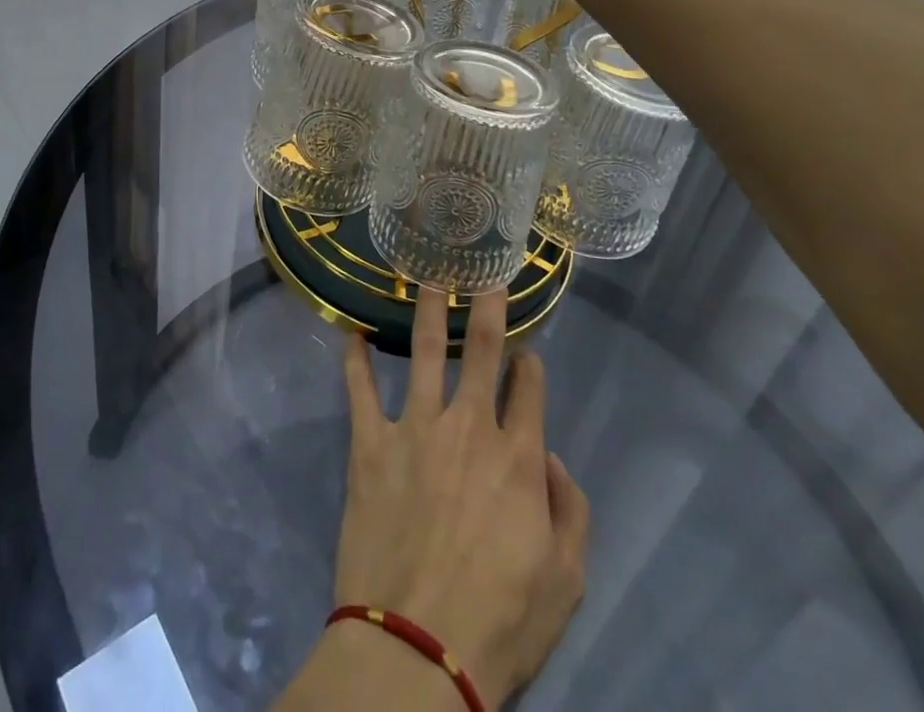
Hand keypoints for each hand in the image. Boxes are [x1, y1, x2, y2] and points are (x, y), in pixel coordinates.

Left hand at [333, 288, 588, 707]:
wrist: (416, 648)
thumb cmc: (499, 623)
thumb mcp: (565, 583)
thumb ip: (570, 511)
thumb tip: (551, 456)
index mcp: (518, 458)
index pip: (529, 390)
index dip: (531, 365)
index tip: (527, 352)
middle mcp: (468, 427)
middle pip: (482, 351)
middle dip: (486, 308)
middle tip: (483, 275)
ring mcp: (415, 428)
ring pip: (425, 352)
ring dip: (426, 312)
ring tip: (424, 278)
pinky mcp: (370, 443)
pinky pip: (360, 389)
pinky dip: (356, 359)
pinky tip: (352, 333)